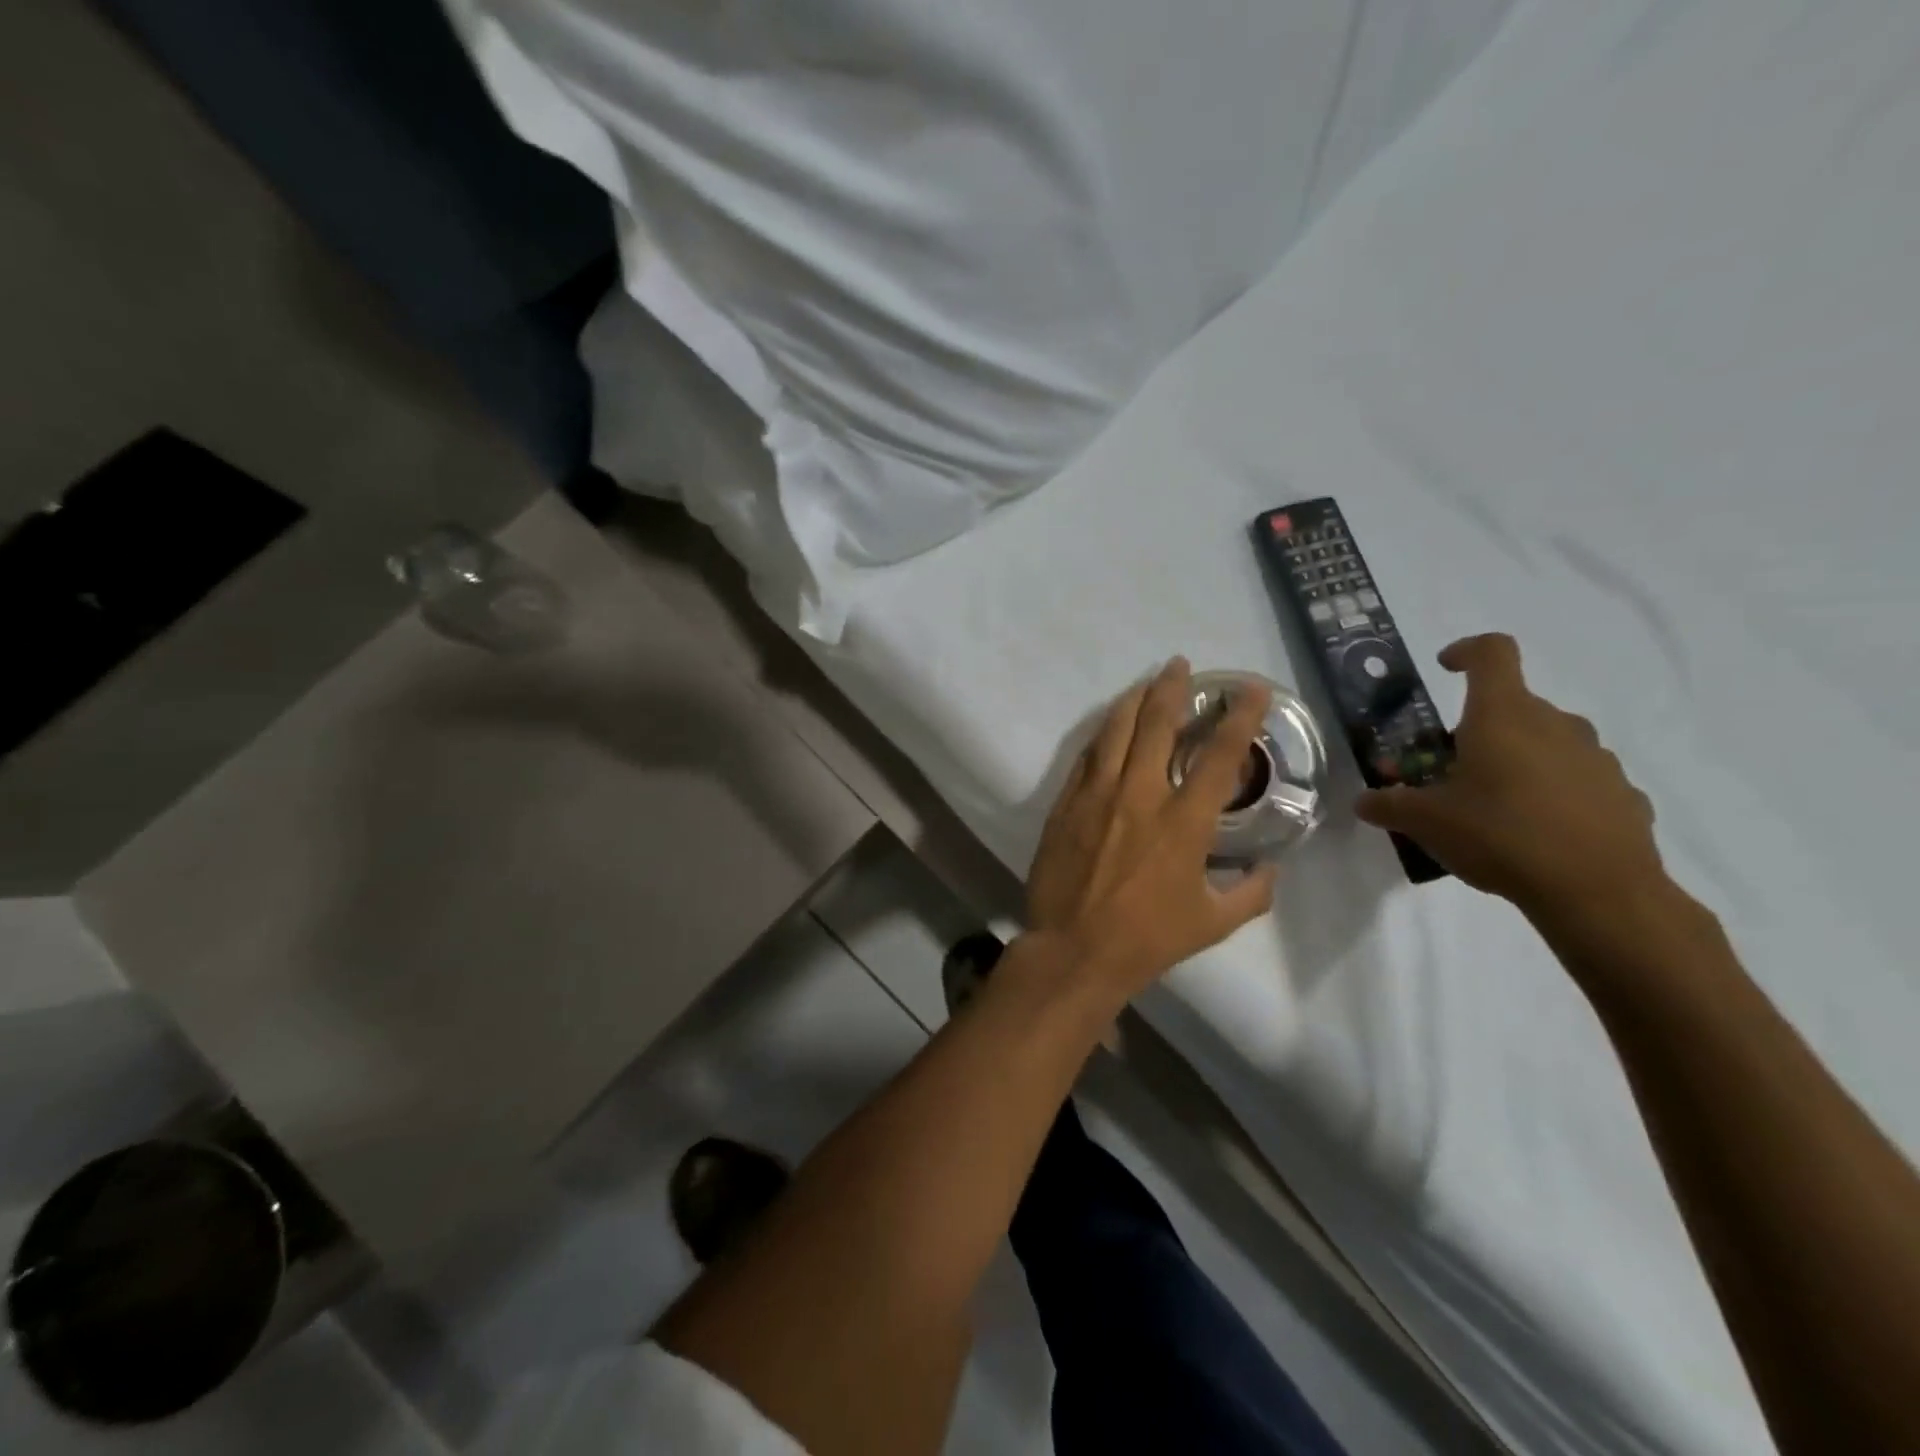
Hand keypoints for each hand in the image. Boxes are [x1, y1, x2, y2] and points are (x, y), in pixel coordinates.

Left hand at [1026, 658, 1278, 997]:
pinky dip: (1103, 734)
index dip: (1239, 717)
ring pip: (1115, 731)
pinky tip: (1110, 725)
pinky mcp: (1066, 803)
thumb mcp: (1213, 923)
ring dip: (1133, 701)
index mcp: (1183, 821)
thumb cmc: (1148, 938)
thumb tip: (1271, 870)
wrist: (1074, 949)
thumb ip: (1252, 893)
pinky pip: (1087, 756)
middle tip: (1180, 665)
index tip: (1250, 688)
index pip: (1218, 755)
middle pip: (1157, 724)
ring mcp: (1097, 795)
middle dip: (1172, 688)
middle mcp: (1140, 795)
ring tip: (1146, 682)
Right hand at [1355, 634, 1665, 915]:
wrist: (1599, 893)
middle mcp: (1555, 724)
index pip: (1492, 652)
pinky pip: (1578, 781)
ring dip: (1518, 760)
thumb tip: (1364, 801)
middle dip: (1479, 729)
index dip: (1466, 651)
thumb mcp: (1425, 822)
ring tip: (1494, 807)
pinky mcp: (1624, 794)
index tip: (1445, 668)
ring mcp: (1597, 758)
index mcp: (1503, 716)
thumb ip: (1389, 805)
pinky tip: (1538, 832)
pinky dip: (1554, 793)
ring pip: (1548, 742)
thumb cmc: (1500, 836)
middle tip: (1451, 769)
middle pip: (1513, 706)